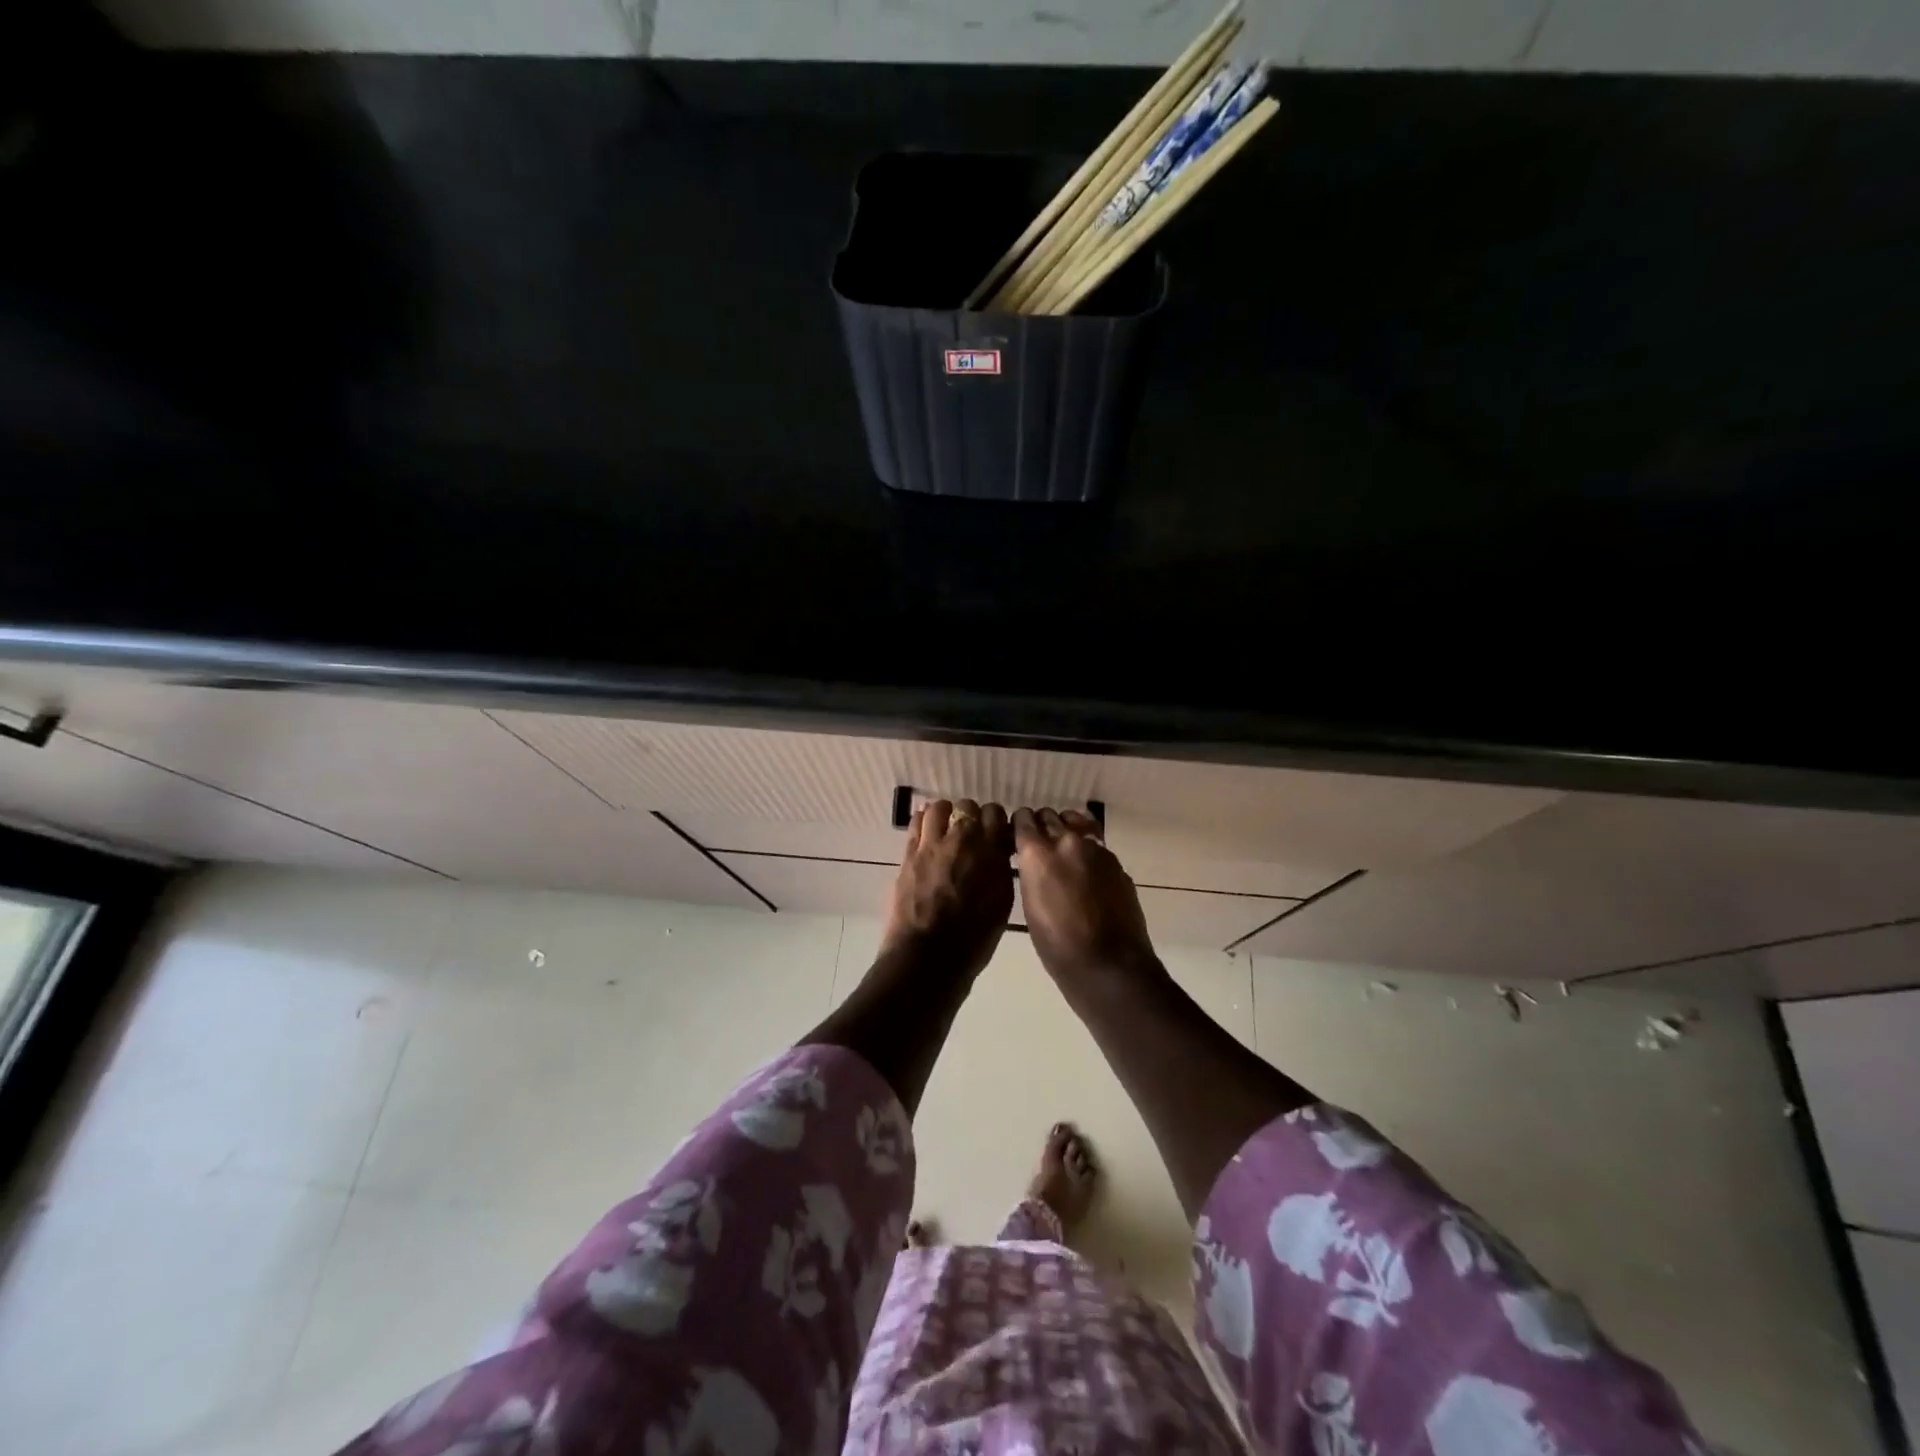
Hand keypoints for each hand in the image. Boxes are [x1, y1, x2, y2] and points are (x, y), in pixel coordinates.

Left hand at [879, 799, 1013, 982]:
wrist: (928, 957)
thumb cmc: (973, 939)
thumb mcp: (1001, 903)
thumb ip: (1000, 870)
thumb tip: (997, 853)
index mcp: (990, 852)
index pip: (994, 814)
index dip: (994, 821)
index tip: (994, 833)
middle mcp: (962, 840)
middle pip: (967, 806)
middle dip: (970, 816)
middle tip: (970, 834)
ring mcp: (931, 844)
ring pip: (938, 808)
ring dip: (944, 815)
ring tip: (945, 830)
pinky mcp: (908, 854)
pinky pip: (916, 823)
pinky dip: (923, 822)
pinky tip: (927, 833)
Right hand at [1013, 808, 1157, 987]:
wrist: (1108, 964)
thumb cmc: (1057, 946)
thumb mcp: (1030, 907)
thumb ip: (1031, 873)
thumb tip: (1033, 861)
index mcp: (1038, 854)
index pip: (1024, 820)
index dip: (1020, 825)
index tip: (1018, 834)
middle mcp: (1066, 842)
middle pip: (1050, 816)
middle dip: (1042, 825)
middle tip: (1040, 843)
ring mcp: (1096, 849)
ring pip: (1077, 823)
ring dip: (1066, 829)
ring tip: (1064, 847)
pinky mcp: (1116, 862)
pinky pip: (1096, 843)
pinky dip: (1087, 848)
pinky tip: (1085, 868)